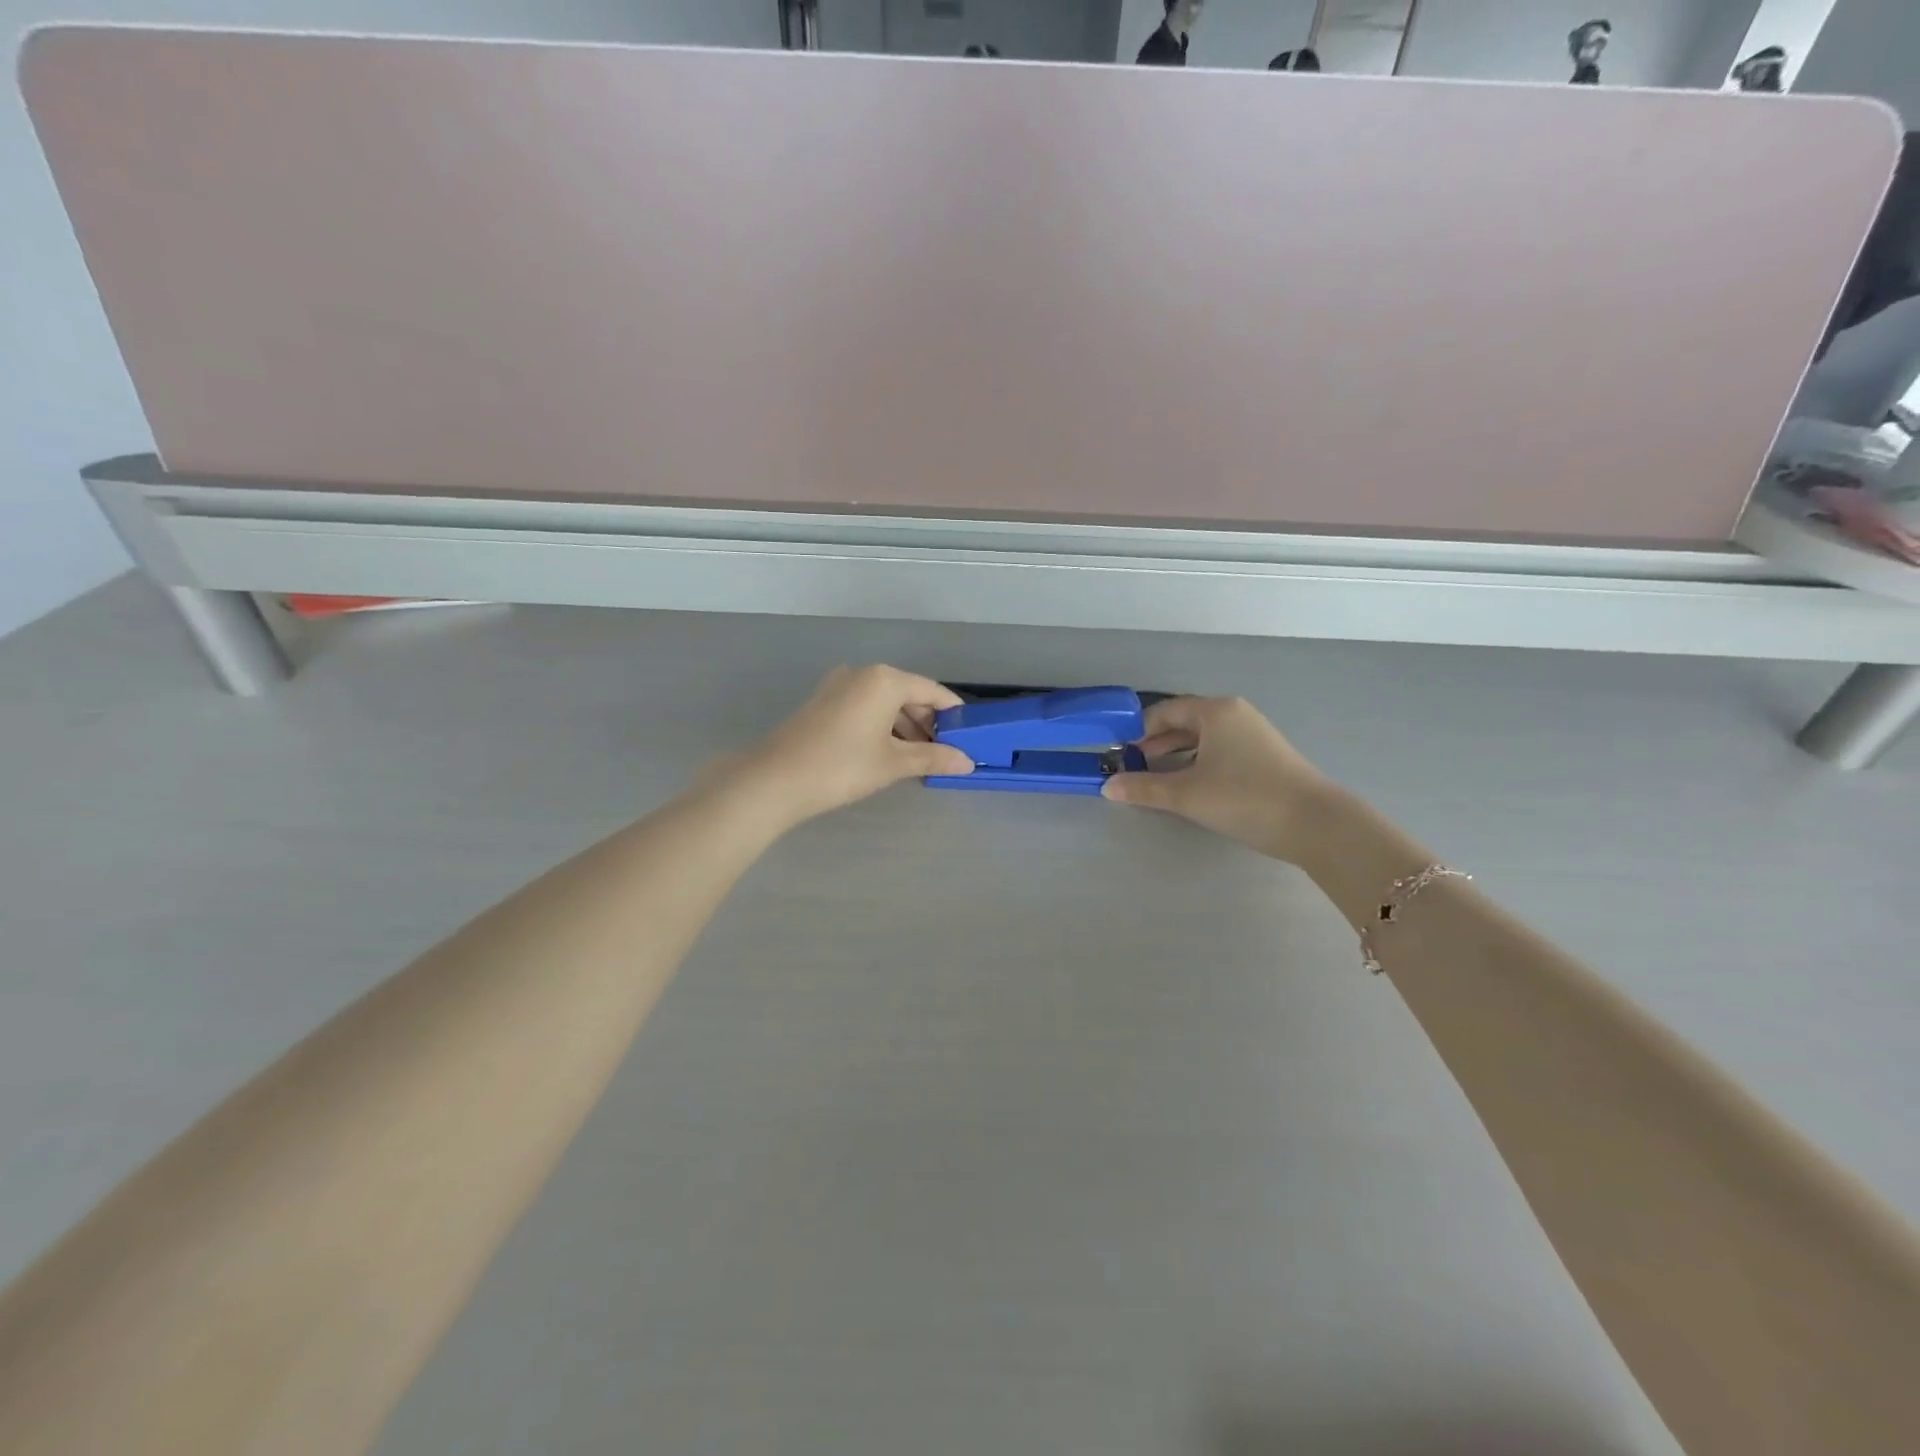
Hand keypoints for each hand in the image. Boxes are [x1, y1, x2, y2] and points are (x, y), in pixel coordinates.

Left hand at [729, 665, 972, 826]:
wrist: (775, 780)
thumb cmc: (842, 766)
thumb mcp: (893, 763)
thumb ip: (933, 758)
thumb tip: (967, 762)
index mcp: (885, 679)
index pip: (932, 691)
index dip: (953, 714)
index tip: (969, 735)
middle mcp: (862, 674)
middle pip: (908, 693)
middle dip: (928, 721)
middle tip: (945, 751)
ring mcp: (838, 686)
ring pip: (885, 701)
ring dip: (905, 726)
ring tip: (919, 757)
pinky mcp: (822, 702)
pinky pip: (864, 707)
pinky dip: (882, 725)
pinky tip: (888, 751)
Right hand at [1102, 696, 1328, 861]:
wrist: (1315, 823)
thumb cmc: (1244, 798)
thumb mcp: (1187, 794)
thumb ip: (1145, 788)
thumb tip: (1107, 786)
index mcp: (1215, 711)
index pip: (1165, 711)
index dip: (1138, 729)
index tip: (1119, 751)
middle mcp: (1235, 714)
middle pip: (1185, 721)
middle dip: (1156, 742)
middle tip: (1133, 765)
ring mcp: (1254, 734)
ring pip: (1204, 738)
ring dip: (1177, 754)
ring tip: (1156, 777)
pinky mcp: (1265, 756)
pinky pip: (1221, 750)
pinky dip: (1199, 762)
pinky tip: (1191, 785)